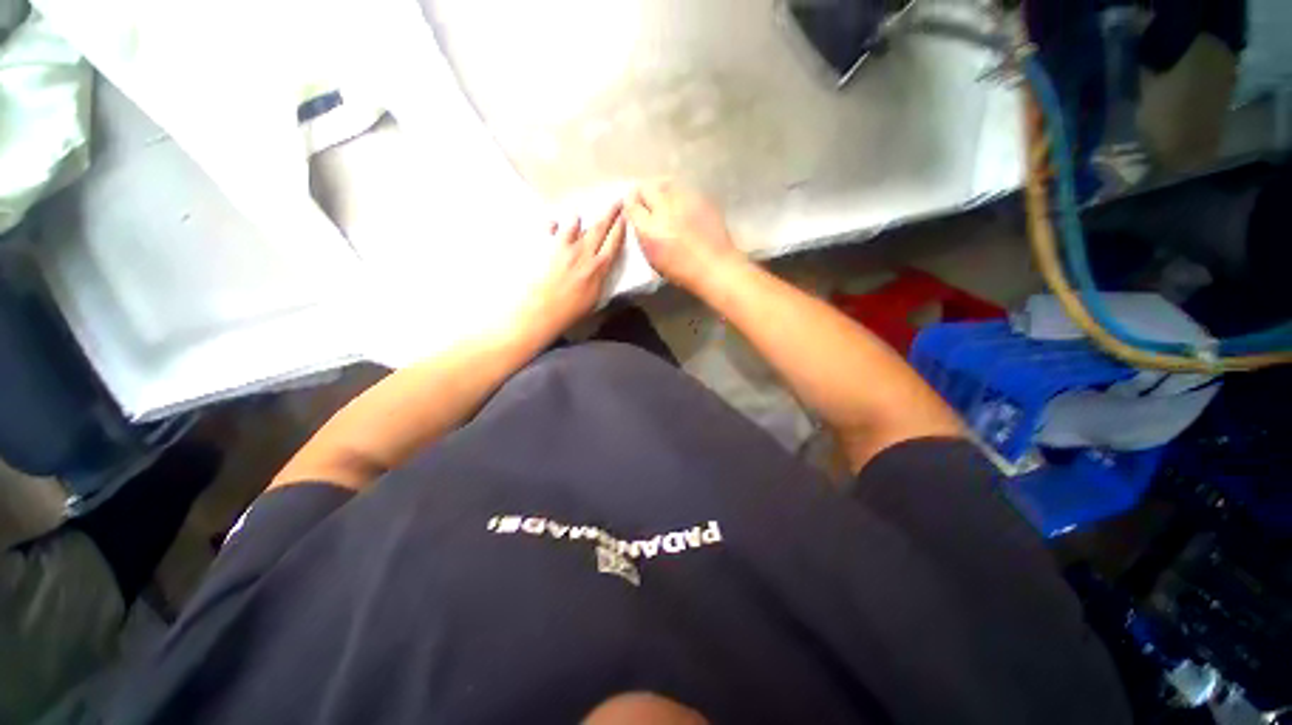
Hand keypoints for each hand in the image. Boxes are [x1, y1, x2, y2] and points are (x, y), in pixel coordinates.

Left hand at [521, 203, 626, 336]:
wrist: (542, 310)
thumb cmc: (571, 311)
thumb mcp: (595, 300)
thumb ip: (601, 279)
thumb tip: (603, 266)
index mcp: (598, 267)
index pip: (614, 243)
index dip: (621, 228)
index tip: (626, 217)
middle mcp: (583, 252)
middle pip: (599, 228)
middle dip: (610, 213)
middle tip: (617, 201)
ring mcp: (563, 247)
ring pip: (575, 225)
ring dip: (580, 220)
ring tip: (580, 215)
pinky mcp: (545, 247)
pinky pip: (550, 230)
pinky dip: (553, 225)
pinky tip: (553, 223)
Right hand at [625, 181, 741, 290]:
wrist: (715, 266)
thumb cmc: (682, 271)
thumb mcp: (654, 259)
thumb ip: (644, 237)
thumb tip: (640, 221)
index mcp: (650, 230)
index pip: (632, 206)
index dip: (631, 206)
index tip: (633, 209)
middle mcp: (664, 210)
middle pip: (646, 188)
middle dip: (643, 194)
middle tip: (646, 202)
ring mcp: (684, 200)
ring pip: (664, 183)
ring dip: (660, 190)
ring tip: (663, 200)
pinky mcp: (699, 197)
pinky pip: (682, 188)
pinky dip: (677, 193)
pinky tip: (680, 204)